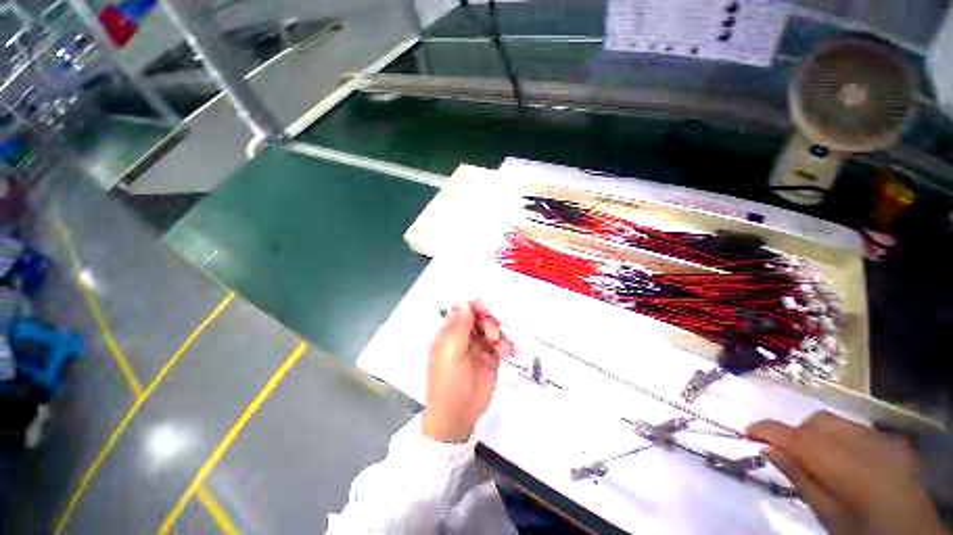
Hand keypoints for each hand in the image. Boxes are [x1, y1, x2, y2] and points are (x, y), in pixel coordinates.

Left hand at [422, 301, 513, 442]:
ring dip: (499, 335)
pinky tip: (508, 352)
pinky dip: (506, 345)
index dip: (475, 308)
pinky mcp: (490, 358)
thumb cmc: (449, 382)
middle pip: (480, 318)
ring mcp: (478, 347)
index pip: (462, 310)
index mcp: (449, 332)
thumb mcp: (451, 352)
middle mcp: (464, 336)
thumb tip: (465, 302)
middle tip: (493, 336)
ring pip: (492, 329)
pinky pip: (500, 344)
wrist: (458, 415)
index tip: (487, 312)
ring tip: (501, 350)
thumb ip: (459, 326)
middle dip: (489, 323)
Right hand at [748, 412, 944, 534]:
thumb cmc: (861, 529)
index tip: (746, 432)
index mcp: (838, 461)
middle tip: (789, 454)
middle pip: (816, 421)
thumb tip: (768, 449)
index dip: (766, 429)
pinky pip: (857, 429)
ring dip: (817, 433)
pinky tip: (846, 458)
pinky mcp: (891, 442)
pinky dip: (841, 436)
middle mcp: (858, 441)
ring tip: (818, 457)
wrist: (912, 534)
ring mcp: (879, 439)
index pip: (793, 435)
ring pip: (836, 421)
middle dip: (796, 432)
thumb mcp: (826, 513)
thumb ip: (799, 478)